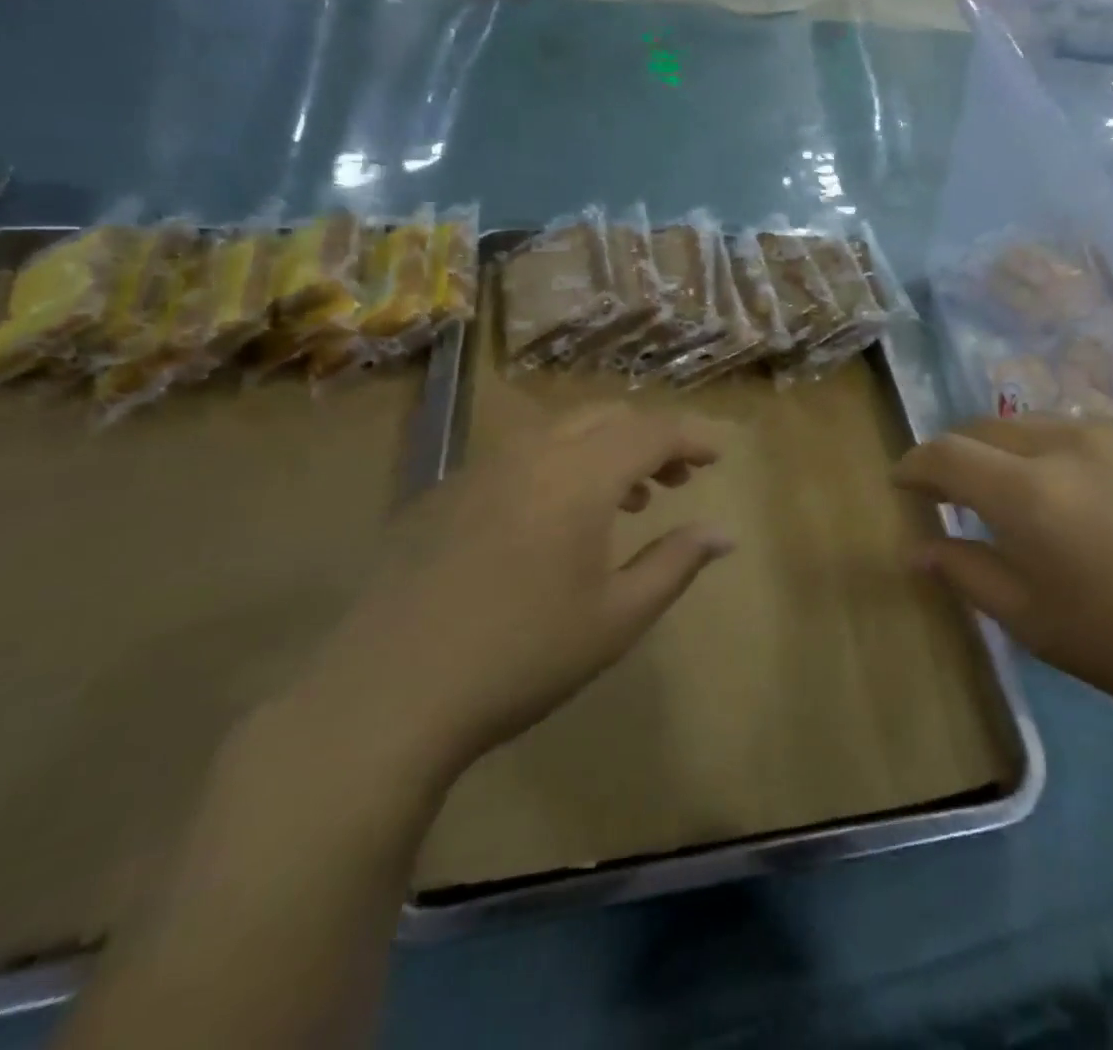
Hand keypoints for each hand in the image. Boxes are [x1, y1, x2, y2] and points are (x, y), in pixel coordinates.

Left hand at [269, 403, 732, 796]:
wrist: (388, 695)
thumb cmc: (523, 655)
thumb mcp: (617, 616)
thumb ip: (676, 563)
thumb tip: (724, 534)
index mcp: (580, 476)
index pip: (652, 432)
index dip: (691, 438)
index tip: (718, 457)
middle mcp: (532, 453)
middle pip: (607, 417)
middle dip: (650, 439)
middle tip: (676, 483)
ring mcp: (482, 468)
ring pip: (561, 430)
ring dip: (605, 450)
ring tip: (627, 501)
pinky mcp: (447, 492)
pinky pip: (521, 454)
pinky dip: (560, 465)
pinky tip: (556, 520)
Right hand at [894, 416, 1112, 735]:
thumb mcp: (1033, 622)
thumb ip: (967, 573)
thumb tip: (917, 548)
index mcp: (1028, 490)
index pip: (945, 454)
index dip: (914, 465)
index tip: (902, 483)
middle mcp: (1067, 442)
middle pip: (986, 427)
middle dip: (957, 452)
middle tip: (951, 489)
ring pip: (1038, 422)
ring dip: (1008, 448)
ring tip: (1015, 486)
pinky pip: (1089, 430)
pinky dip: (1060, 449)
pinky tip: (1083, 487)